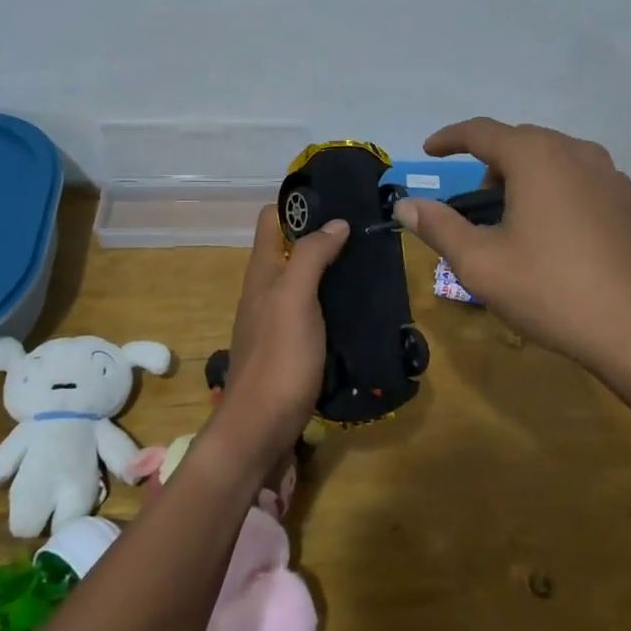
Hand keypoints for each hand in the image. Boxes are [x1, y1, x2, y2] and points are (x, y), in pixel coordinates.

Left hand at [214, 205, 349, 463]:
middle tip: (364, 233)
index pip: (270, 220)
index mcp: (261, 273)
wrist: (260, 430)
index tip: (336, 200)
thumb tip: (336, 222)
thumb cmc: (279, 358)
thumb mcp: (295, 298)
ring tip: (369, 267)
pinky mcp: (290, 351)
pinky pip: (312, 314)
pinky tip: (358, 311)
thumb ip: (312, 256)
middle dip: (322, 237)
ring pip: (304, 283)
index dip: (297, 205)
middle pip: (290, 250)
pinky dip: (332, 305)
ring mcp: (276, 323)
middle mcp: (265, 293)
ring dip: (330, 272)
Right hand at [395, 118, 630, 379]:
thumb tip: (405, 204)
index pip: (481, 131)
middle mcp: (575, 151)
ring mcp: (609, 174)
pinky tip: (551, 233)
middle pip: (518, 142)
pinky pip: (576, 178)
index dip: (449, 138)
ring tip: (510, 221)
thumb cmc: (552, 291)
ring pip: (550, 158)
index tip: (429, 151)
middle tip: (471, 204)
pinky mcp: (627, 201)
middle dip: (487, 163)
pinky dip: (551, 190)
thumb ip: (438, 226)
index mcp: (536, 156)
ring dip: (521, 176)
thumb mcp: (480, 263)